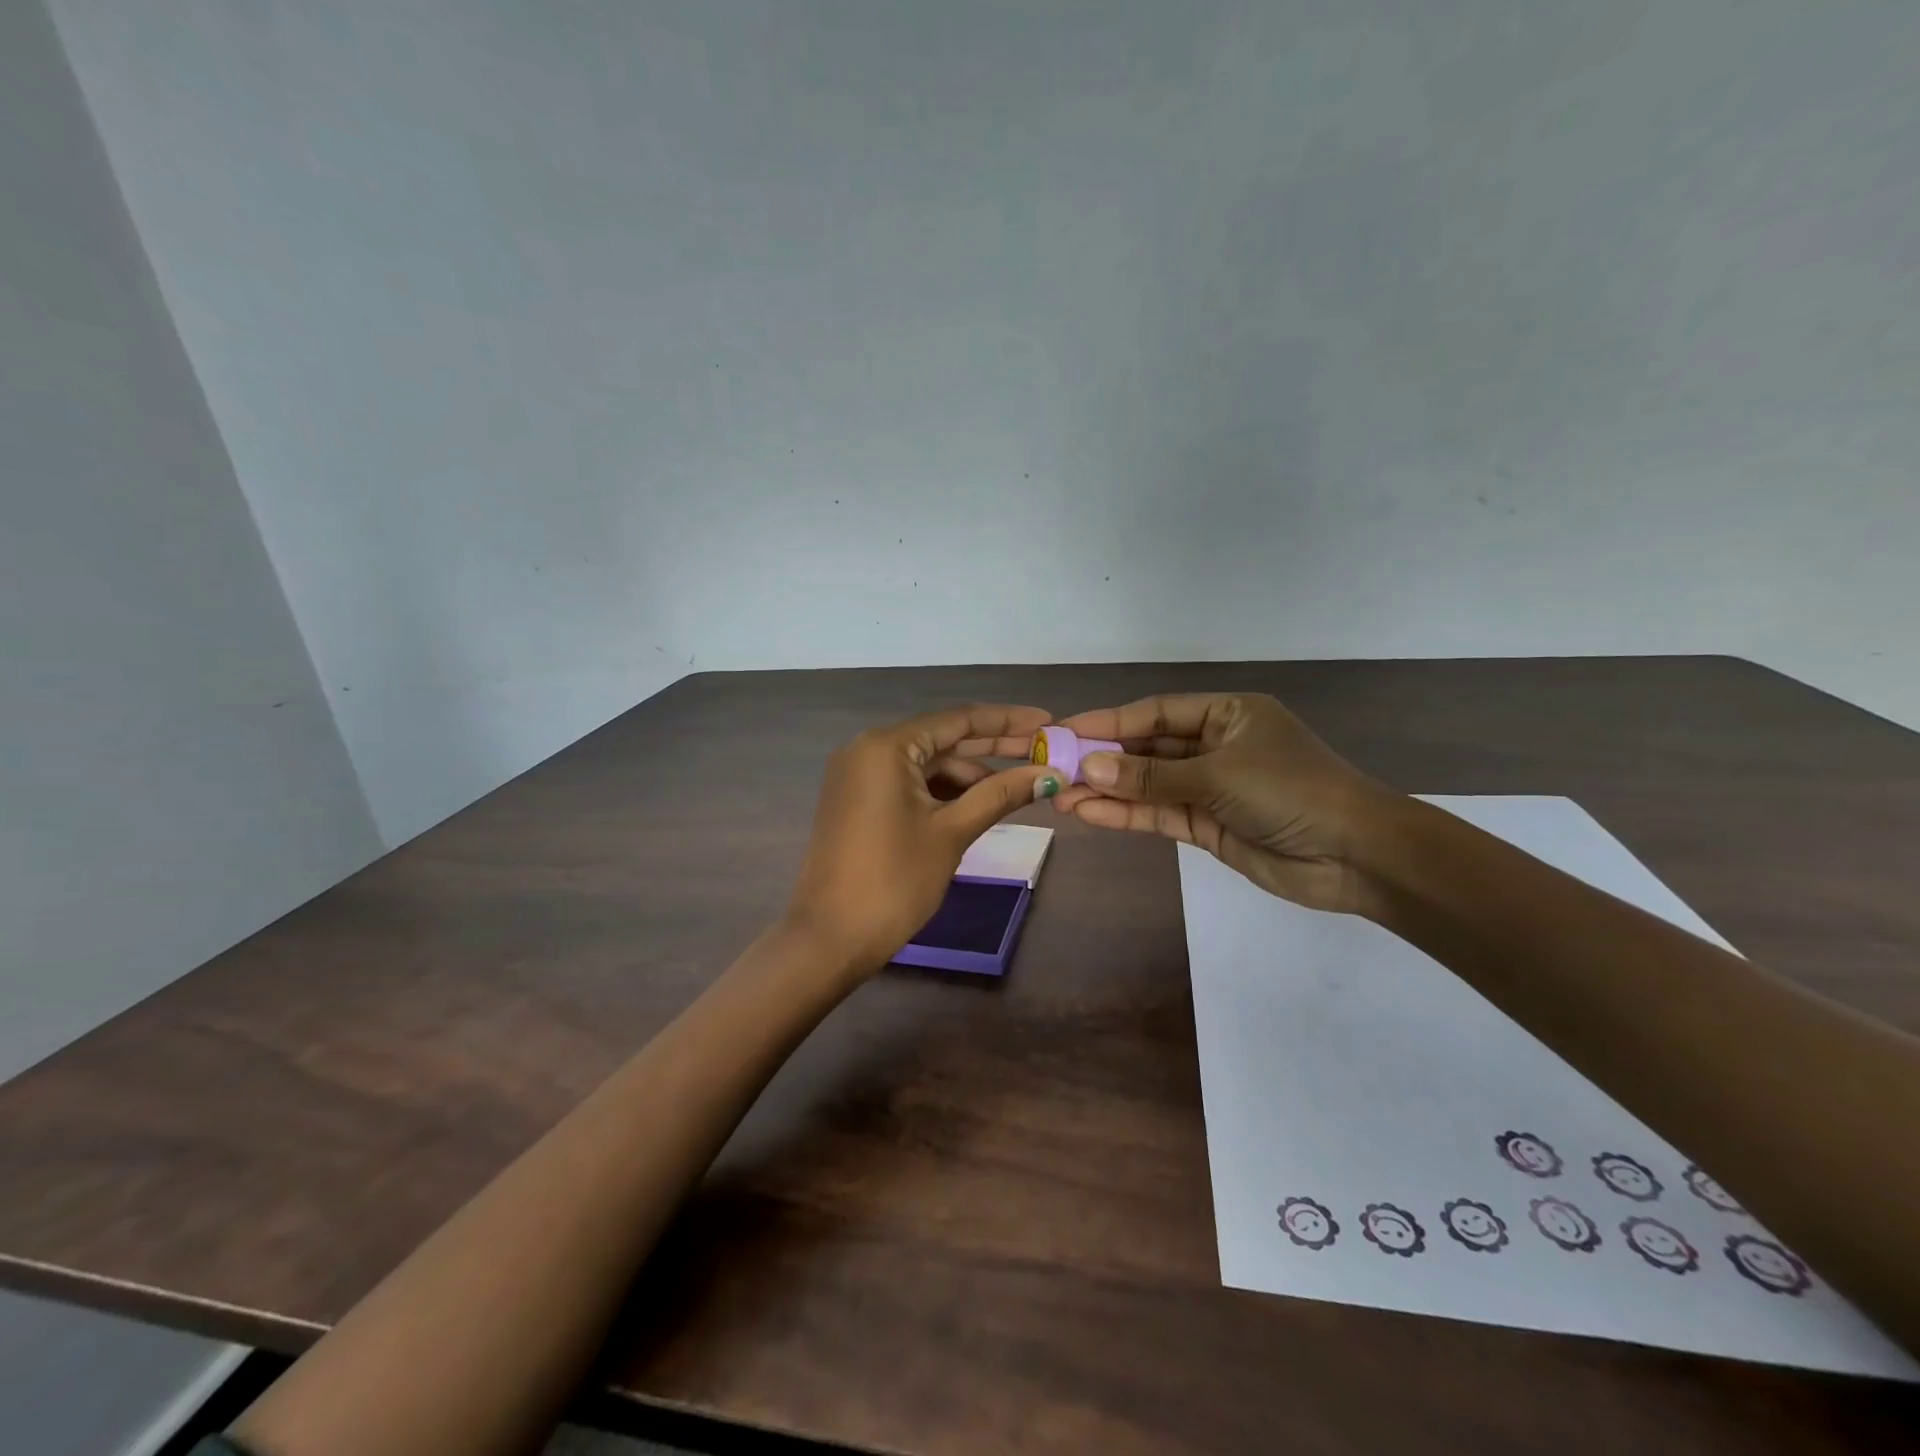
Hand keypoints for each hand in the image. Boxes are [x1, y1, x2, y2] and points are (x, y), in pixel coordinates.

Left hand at [786, 705, 1063, 972]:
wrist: (830, 938)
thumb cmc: (895, 881)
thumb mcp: (952, 833)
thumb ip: (1000, 795)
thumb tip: (1049, 774)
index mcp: (886, 746)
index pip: (957, 719)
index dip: (1007, 721)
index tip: (1047, 722)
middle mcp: (867, 749)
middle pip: (942, 739)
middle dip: (993, 746)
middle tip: (1043, 750)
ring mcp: (858, 775)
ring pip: (926, 764)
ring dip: (969, 774)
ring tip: (1018, 785)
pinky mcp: (857, 800)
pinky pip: (908, 783)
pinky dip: (943, 791)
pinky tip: (979, 802)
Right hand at [1051, 693, 1396, 914]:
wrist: (1355, 856)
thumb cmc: (1292, 792)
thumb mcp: (1218, 775)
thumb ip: (1152, 775)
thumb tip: (1090, 767)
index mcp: (1227, 714)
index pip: (1155, 712)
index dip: (1108, 722)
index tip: (1065, 732)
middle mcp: (1216, 746)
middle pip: (1148, 748)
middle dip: (1103, 759)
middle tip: (1054, 768)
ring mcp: (1211, 788)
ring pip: (1148, 784)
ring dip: (1107, 790)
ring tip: (1060, 796)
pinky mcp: (1208, 825)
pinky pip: (1160, 814)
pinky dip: (1127, 815)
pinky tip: (1089, 815)